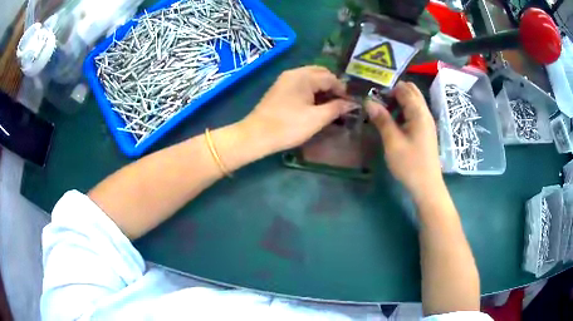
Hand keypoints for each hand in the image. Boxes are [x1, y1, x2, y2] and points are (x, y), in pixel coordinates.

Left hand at [239, 66, 355, 154]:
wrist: (256, 136)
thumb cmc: (288, 126)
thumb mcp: (317, 118)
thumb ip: (337, 108)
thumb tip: (352, 103)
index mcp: (304, 76)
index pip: (330, 77)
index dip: (343, 90)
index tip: (351, 103)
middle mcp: (294, 73)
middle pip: (320, 73)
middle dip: (333, 86)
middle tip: (342, 103)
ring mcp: (285, 80)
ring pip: (311, 78)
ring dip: (323, 89)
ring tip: (331, 105)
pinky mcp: (280, 89)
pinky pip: (301, 84)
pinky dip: (312, 91)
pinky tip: (316, 104)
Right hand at [367, 81, 441, 197]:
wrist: (427, 186)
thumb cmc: (410, 164)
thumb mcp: (393, 142)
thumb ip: (382, 119)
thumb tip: (369, 101)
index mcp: (419, 113)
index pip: (404, 88)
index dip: (388, 86)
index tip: (372, 90)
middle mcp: (425, 113)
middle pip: (411, 92)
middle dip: (394, 91)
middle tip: (376, 98)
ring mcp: (426, 122)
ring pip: (412, 102)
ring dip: (397, 101)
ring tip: (380, 109)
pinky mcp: (425, 131)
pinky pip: (413, 113)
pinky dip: (402, 111)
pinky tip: (391, 121)